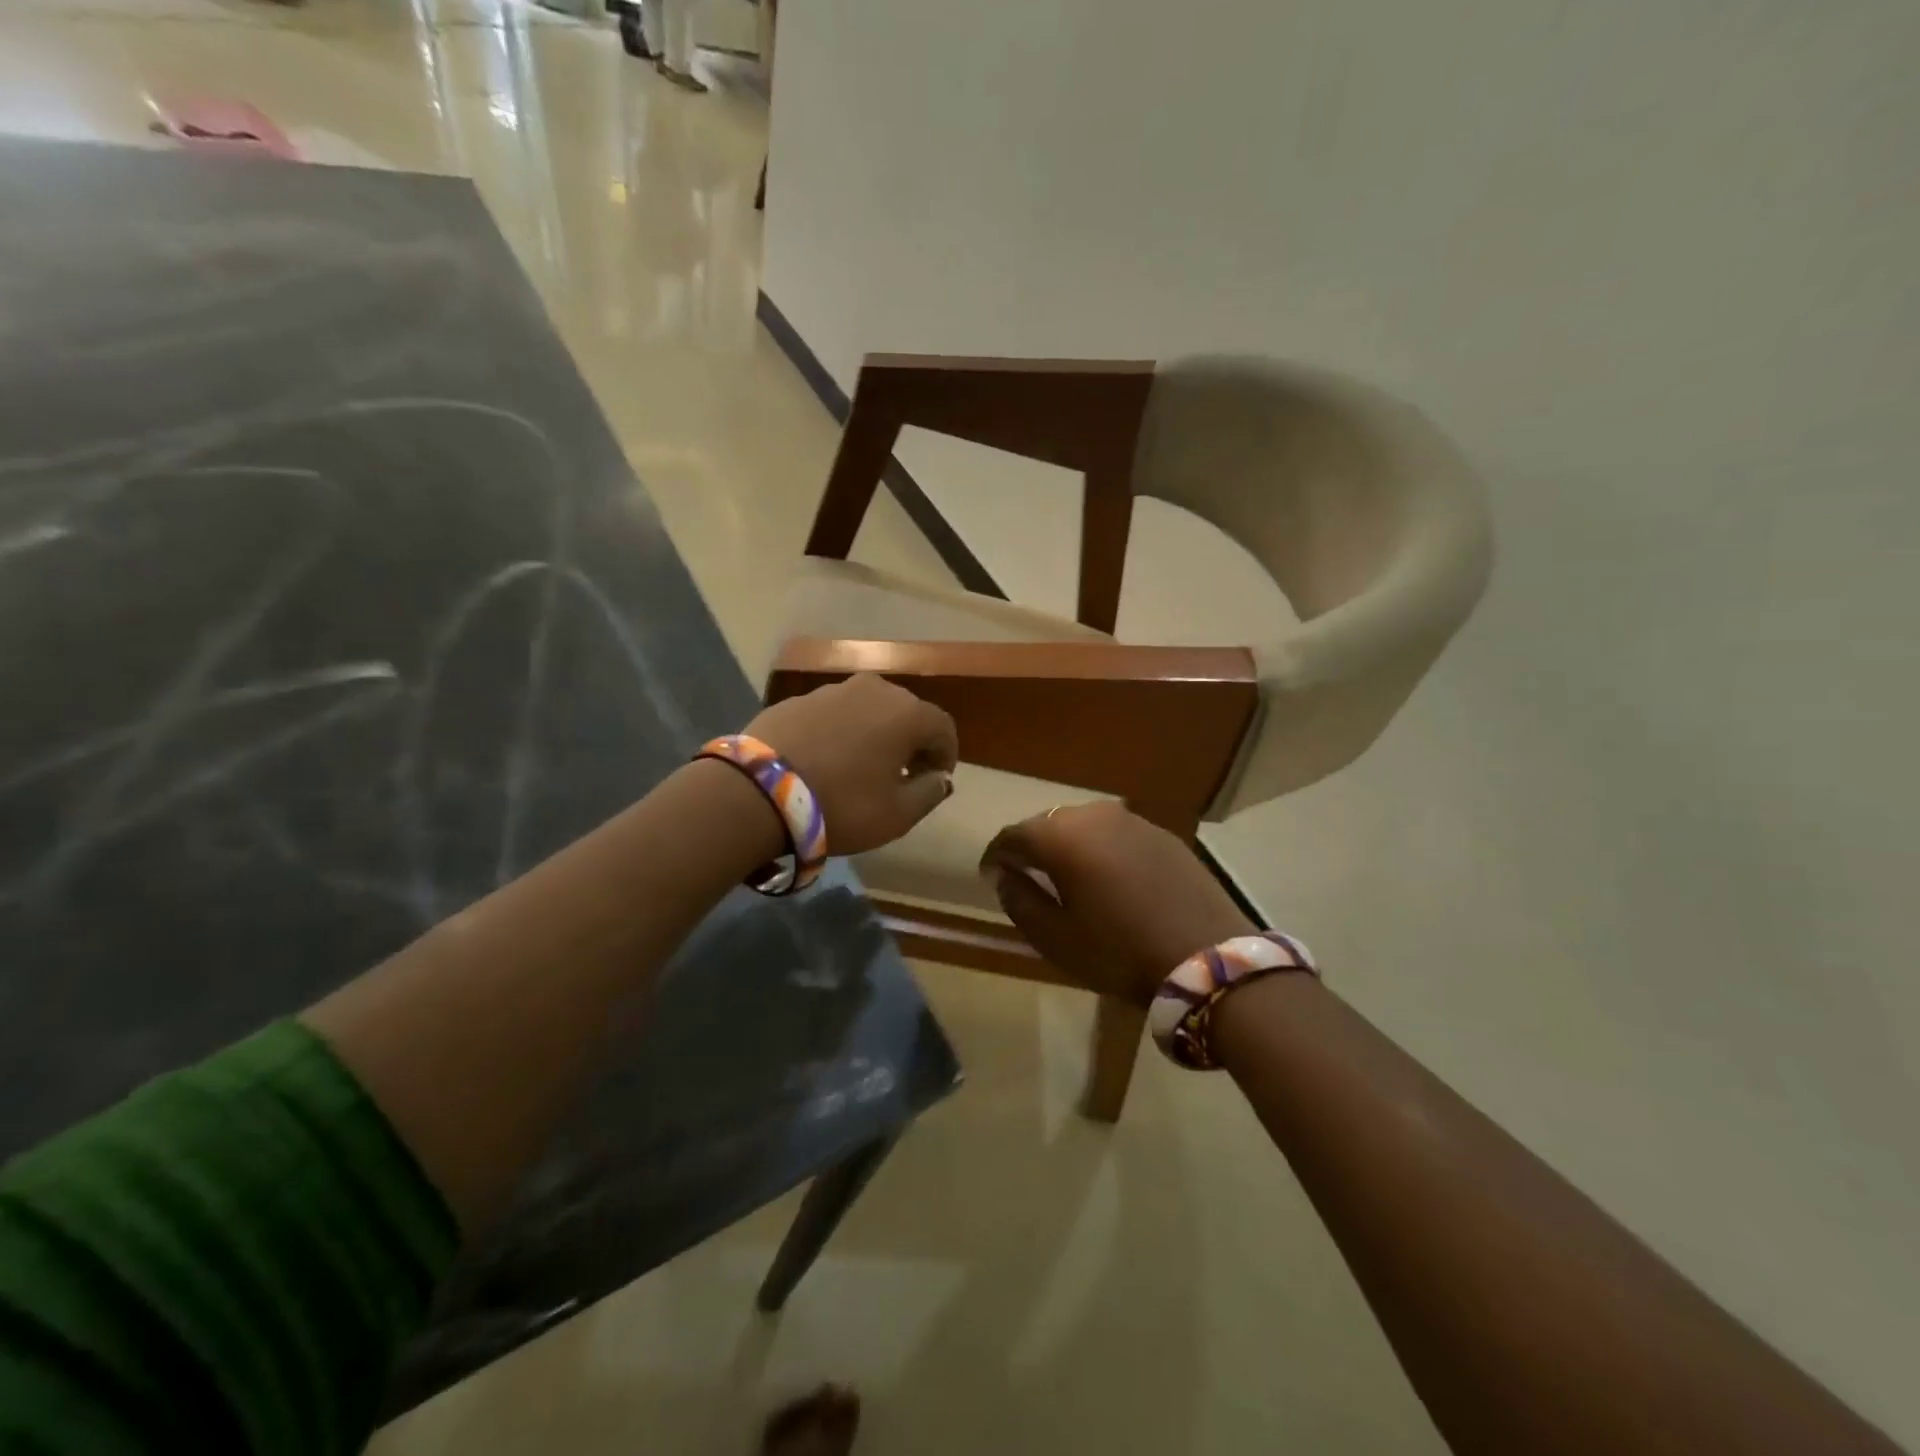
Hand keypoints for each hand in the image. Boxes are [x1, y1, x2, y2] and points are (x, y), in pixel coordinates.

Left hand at [745, 674, 957, 855]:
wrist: (758, 793)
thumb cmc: (843, 804)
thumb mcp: (898, 814)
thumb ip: (930, 793)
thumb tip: (939, 778)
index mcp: (906, 712)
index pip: (943, 727)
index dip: (946, 755)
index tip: (935, 781)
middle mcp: (874, 689)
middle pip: (906, 713)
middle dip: (911, 742)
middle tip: (903, 775)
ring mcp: (832, 690)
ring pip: (868, 711)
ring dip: (874, 735)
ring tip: (862, 768)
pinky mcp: (797, 699)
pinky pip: (834, 715)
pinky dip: (840, 733)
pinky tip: (826, 761)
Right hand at [981, 802, 1253, 1002]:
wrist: (1206, 957)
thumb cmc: (1119, 951)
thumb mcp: (1056, 937)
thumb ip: (1020, 900)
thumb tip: (1004, 876)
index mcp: (1062, 836)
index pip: (1013, 835)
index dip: (996, 855)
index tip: (989, 875)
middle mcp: (1095, 815)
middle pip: (1049, 824)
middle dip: (1032, 847)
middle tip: (1025, 875)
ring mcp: (1133, 821)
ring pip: (1085, 826)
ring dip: (1069, 846)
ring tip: (1067, 876)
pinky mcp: (1163, 834)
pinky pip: (1117, 834)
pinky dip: (1102, 849)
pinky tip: (1109, 877)